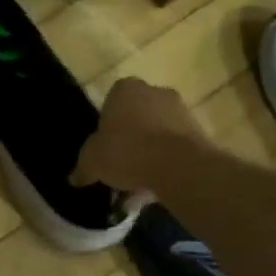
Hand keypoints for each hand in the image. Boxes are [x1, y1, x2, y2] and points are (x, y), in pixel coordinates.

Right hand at [74, 76, 202, 189]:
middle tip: (120, 164)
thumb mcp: (92, 162)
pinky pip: (176, 147)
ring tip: (139, 183)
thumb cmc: (126, 151)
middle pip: (137, 115)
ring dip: (150, 152)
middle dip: (131, 137)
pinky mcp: (200, 132)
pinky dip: (167, 163)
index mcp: (125, 89)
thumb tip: (75, 178)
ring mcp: (181, 110)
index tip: (104, 146)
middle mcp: (155, 92)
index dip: (106, 125)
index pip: (111, 101)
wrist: (178, 165)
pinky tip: (157, 186)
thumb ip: (83, 168)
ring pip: (158, 132)